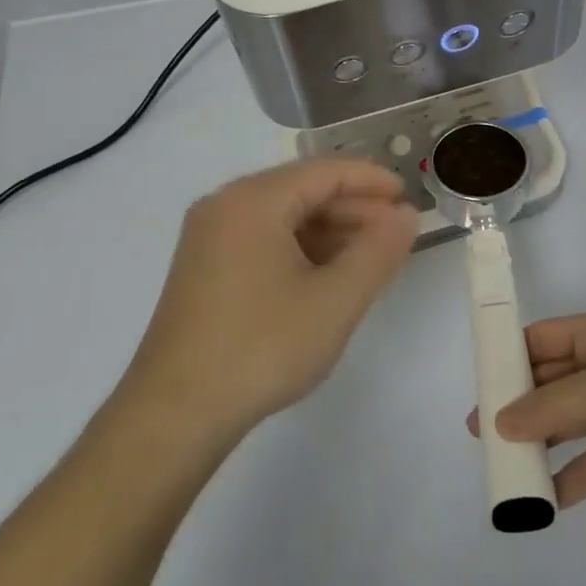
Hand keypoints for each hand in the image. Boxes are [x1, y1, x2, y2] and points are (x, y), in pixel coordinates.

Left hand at [123, 159, 418, 438]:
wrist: (176, 412)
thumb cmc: (262, 347)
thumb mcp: (335, 300)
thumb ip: (378, 251)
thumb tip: (406, 215)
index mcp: (253, 200)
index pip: (324, 172)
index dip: (371, 181)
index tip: (409, 197)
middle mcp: (224, 206)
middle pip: (301, 191)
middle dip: (353, 209)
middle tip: (396, 233)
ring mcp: (209, 238)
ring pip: (282, 217)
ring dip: (329, 232)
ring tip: (369, 257)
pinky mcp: (203, 268)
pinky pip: (262, 240)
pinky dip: (300, 250)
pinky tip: (326, 276)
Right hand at [469, 312, 585, 514]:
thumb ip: (549, 406)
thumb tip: (499, 422)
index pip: (541, 339)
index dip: (509, 356)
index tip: (479, 382)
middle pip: (547, 383)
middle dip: (515, 405)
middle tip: (480, 431)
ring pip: (562, 424)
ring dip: (535, 443)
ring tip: (502, 465)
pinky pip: (584, 464)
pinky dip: (564, 479)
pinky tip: (541, 500)